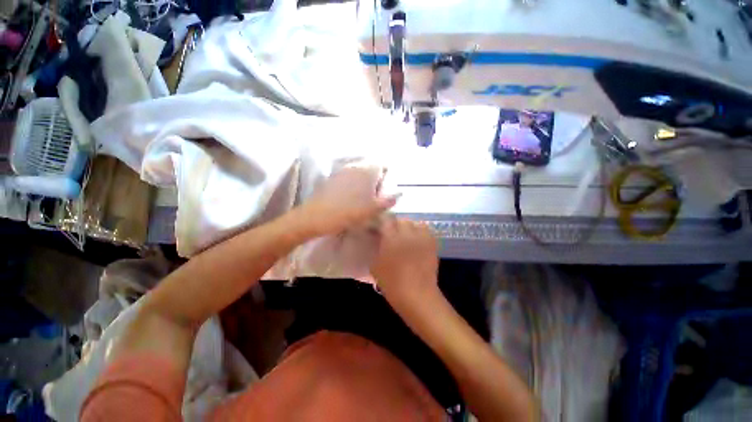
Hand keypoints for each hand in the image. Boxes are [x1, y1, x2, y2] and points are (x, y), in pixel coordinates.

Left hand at [300, 164, 398, 236]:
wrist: (317, 216)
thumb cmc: (349, 213)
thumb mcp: (373, 209)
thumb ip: (389, 200)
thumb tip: (400, 192)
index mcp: (368, 171)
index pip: (384, 165)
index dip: (387, 177)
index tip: (384, 191)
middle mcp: (356, 166)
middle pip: (372, 168)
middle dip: (376, 180)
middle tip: (374, 197)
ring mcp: (342, 170)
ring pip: (360, 173)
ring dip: (364, 183)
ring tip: (362, 200)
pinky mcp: (333, 177)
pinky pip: (349, 177)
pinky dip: (353, 184)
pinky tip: (349, 198)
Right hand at [371, 217, 438, 301]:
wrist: (417, 295)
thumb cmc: (392, 283)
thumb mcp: (375, 266)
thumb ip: (375, 248)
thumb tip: (376, 239)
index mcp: (391, 238)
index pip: (386, 220)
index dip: (383, 222)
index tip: (380, 228)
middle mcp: (407, 234)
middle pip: (402, 220)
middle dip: (396, 225)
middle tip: (393, 234)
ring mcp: (421, 238)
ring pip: (415, 223)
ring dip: (410, 228)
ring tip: (406, 237)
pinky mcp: (432, 244)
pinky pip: (426, 231)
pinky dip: (421, 233)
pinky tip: (417, 242)